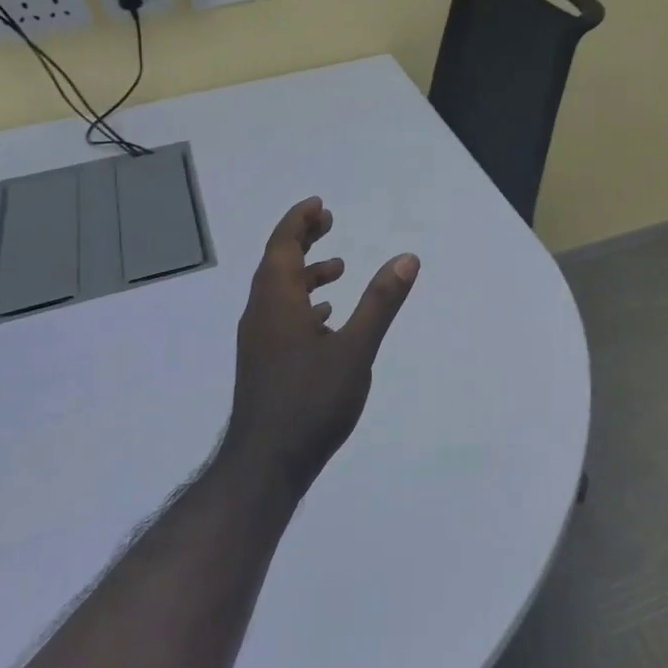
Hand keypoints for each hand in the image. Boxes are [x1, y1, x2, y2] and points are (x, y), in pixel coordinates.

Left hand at [222, 197, 419, 499]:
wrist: (267, 462)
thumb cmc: (312, 400)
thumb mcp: (356, 349)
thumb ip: (381, 302)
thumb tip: (407, 258)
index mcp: (277, 302)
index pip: (282, 246)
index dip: (299, 221)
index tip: (319, 205)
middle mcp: (261, 314)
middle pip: (277, 264)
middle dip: (302, 240)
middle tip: (329, 224)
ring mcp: (260, 341)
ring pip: (279, 293)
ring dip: (305, 274)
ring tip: (339, 270)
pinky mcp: (265, 363)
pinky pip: (281, 318)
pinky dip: (303, 305)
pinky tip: (325, 320)